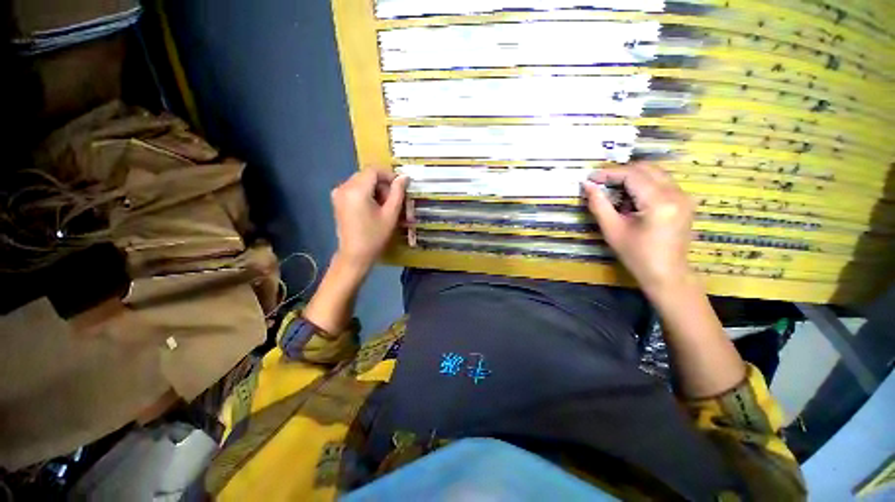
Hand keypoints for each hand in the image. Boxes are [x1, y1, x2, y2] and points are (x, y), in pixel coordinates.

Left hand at [330, 169, 407, 270]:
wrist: (354, 255)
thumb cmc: (374, 236)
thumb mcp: (390, 214)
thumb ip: (398, 193)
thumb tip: (404, 177)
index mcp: (356, 190)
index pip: (374, 170)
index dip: (389, 175)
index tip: (400, 187)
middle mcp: (344, 187)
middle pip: (367, 175)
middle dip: (382, 184)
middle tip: (393, 200)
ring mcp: (338, 193)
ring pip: (361, 181)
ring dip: (375, 189)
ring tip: (384, 206)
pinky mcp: (337, 200)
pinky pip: (354, 189)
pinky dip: (366, 193)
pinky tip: (373, 208)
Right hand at [583, 163, 694, 291]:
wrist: (666, 274)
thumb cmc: (636, 255)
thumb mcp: (612, 230)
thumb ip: (599, 204)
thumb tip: (587, 185)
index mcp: (659, 201)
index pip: (633, 175)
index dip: (609, 173)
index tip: (590, 177)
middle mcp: (677, 193)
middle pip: (646, 169)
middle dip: (621, 173)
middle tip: (600, 183)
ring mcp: (684, 196)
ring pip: (655, 173)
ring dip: (632, 178)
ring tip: (613, 191)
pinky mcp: (684, 202)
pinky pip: (662, 183)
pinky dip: (643, 184)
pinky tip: (630, 199)